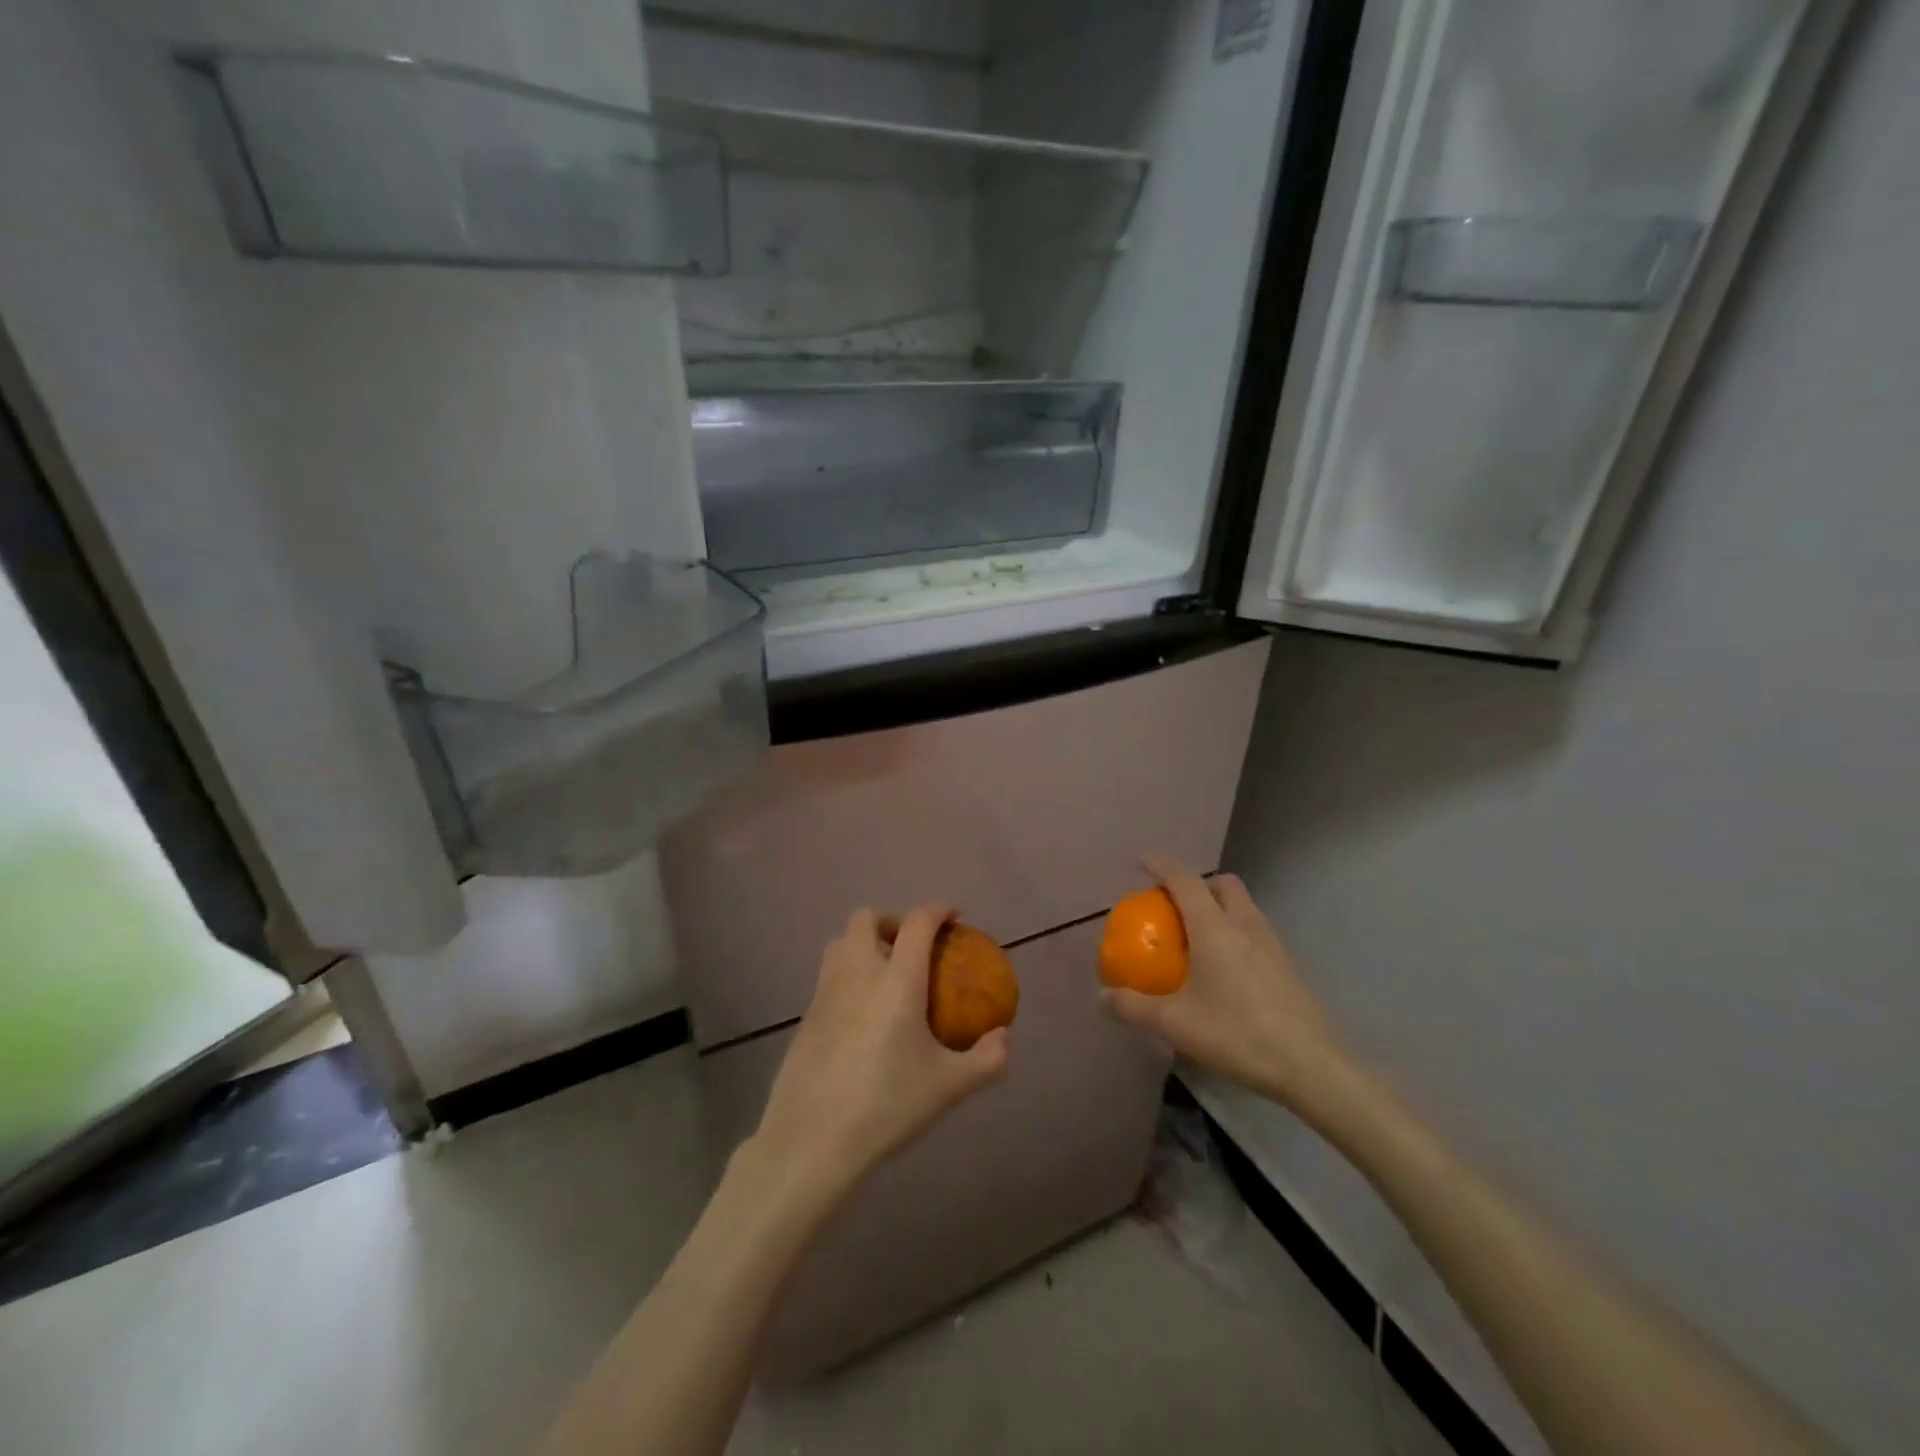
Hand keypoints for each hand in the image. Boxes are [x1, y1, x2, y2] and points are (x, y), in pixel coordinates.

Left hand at [750, 905, 1009, 1204]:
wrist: (811, 1140)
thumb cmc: (886, 1106)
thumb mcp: (948, 1087)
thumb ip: (986, 1059)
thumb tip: (1003, 1037)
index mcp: (896, 980)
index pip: (916, 923)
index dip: (937, 910)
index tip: (953, 917)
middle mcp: (857, 973)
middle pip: (866, 919)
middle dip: (892, 922)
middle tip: (912, 948)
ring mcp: (824, 992)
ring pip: (840, 942)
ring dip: (864, 944)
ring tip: (885, 976)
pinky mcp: (805, 1016)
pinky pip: (829, 976)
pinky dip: (848, 975)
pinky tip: (862, 1015)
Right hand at [1102, 860, 1351, 1111]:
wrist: (1312, 1066)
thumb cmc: (1238, 1034)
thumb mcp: (1175, 1024)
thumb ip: (1133, 1007)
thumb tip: (1102, 995)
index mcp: (1214, 927)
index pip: (1184, 880)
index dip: (1161, 866)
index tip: (1141, 861)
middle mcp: (1244, 924)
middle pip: (1222, 884)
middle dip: (1197, 883)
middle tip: (1174, 904)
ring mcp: (1271, 943)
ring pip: (1243, 906)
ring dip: (1218, 906)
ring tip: (1196, 936)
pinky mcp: (1287, 966)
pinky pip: (1254, 931)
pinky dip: (1234, 931)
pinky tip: (1224, 968)